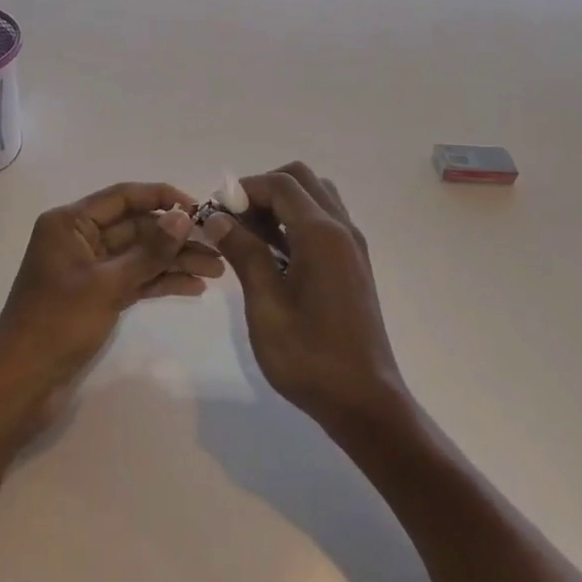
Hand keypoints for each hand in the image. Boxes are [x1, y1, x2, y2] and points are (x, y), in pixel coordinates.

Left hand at [0, 182, 222, 431]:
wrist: (21, 383)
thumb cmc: (57, 324)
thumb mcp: (107, 285)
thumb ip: (149, 251)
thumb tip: (183, 217)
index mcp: (70, 223)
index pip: (122, 197)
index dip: (161, 197)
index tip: (199, 208)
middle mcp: (79, 238)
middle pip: (135, 227)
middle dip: (175, 237)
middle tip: (219, 247)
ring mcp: (89, 269)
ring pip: (139, 255)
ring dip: (174, 261)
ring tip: (217, 270)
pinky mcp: (96, 296)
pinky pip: (134, 278)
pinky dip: (160, 281)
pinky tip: (193, 287)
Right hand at [205, 163, 405, 429]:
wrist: (364, 401)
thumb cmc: (309, 356)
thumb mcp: (266, 304)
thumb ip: (243, 253)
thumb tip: (217, 218)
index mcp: (322, 235)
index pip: (280, 184)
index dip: (244, 189)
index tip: (217, 212)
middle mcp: (342, 230)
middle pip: (301, 180)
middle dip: (263, 190)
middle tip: (234, 221)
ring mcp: (352, 247)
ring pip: (315, 198)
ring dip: (281, 204)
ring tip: (251, 238)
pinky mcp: (353, 265)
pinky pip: (324, 222)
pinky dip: (296, 222)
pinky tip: (273, 256)